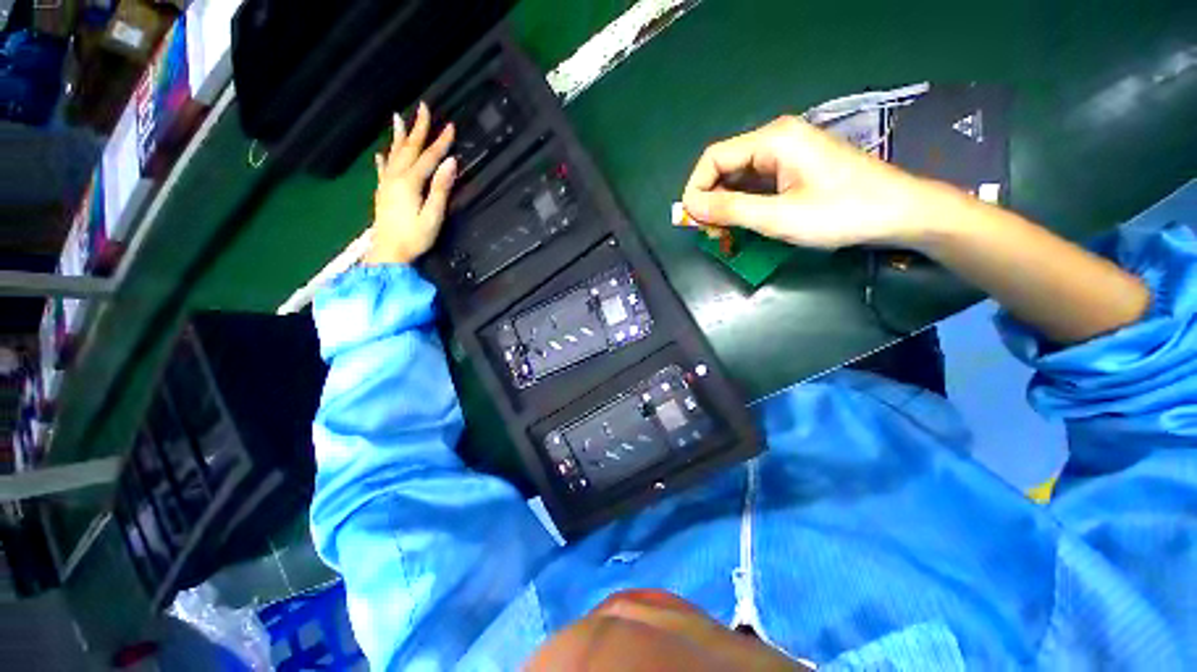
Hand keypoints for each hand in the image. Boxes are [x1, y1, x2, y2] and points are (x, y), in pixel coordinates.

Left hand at [364, 102, 456, 265]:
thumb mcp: (433, 215)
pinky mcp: (383, 193)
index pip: (428, 157)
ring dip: (398, 136)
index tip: (451, 126)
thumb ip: (440, 189)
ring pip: (394, 154)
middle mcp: (396, 177)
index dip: (440, 142)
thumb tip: (450, 163)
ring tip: (398, 117)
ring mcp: (387, 184)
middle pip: (409, 149)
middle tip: (424, 108)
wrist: (388, 253)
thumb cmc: (415, 237)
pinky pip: (383, 169)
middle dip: (418, 129)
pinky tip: (382, 153)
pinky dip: (384, 158)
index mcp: (410, 182)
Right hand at [681, 115, 948, 249]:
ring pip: (738, 179)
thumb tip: (689, 206)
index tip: (693, 222)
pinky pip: (756, 185)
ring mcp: (786, 155)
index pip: (713, 158)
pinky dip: (743, 207)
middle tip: (712, 235)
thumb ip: (729, 209)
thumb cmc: (841, 213)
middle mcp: (775, 140)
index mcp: (772, 140)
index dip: (696, 189)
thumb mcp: (778, 216)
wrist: (899, 213)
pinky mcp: (794, 170)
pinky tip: (743, 226)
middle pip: (724, 168)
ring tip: (725, 236)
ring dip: (725, 207)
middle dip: (710, 202)